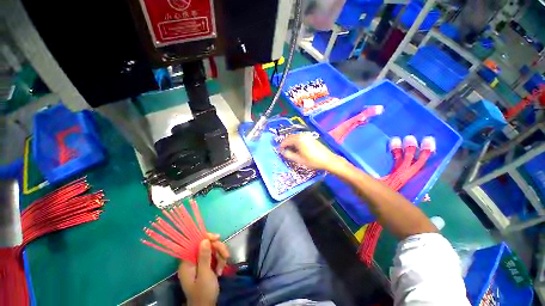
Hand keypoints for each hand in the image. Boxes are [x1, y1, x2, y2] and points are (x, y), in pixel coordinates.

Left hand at [178, 233, 229, 305]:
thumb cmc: (204, 292)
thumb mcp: (205, 274)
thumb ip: (204, 257)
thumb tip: (204, 239)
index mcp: (187, 262)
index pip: (195, 243)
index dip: (206, 238)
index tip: (218, 238)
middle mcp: (192, 261)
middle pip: (207, 245)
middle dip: (217, 249)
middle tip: (226, 256)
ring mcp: (199, 263)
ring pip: (212, 250)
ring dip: (220, 257)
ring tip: (222, 268)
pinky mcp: (206, 266)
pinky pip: (215, 257)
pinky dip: (220, 261)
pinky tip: (221, 270)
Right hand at [280, 133, 343, 171]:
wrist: (328, 160)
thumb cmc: (313, 160)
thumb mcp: (299, 160)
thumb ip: (289, 155)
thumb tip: (283, 152)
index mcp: (298, 139)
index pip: (286, 140)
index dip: (282, 145)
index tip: (279, 151)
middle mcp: (302, 135)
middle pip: (290, 137)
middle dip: (286, 143)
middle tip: (284, 150)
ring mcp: (307, 135)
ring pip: (295, 137)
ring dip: (291, 142)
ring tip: (290, 149)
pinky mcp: (311, 137)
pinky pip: (300, 137)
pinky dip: (296, 141)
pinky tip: (297, 147)